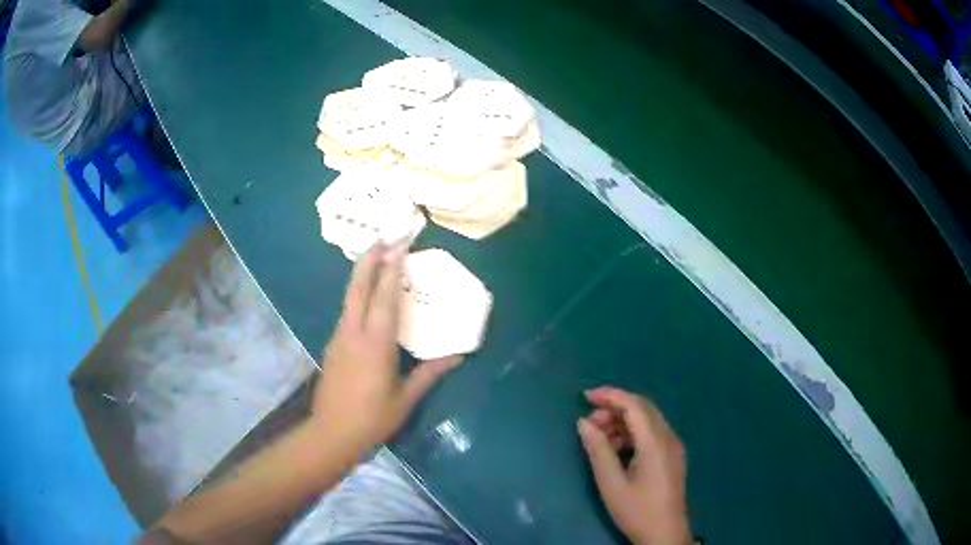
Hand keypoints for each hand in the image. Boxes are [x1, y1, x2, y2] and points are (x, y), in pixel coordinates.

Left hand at [312, 241, 462, 457]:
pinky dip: (358, 295)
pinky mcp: (333, 346)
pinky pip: (347, 312)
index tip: (400, 246)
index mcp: (375, 345)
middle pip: (358, 288)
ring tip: (376, 259)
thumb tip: (457, 356)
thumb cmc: (372, 419)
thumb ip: (429, 374)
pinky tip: (367, 297)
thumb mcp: (405, 399)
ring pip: (349, 298)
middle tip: (383, 238)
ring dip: (362, 275)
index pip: (384, 298)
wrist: (331, 434)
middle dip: (370, 260)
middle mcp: (354, 333)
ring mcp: (339, 338)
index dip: (392, 270)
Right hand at [578, 387, 691, 544]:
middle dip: (615, 408)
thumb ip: (598, 450)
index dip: (610, 396)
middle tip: (589, 422)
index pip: (634, 405)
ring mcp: (673, 446)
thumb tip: (583, 422)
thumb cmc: (636, 510)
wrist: (664, 534)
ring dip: (623, 422)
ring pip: (648, 420)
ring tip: (599, 438)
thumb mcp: (611, 483)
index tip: (585, 396)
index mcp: (656, 442)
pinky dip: (633, 433)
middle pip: (643, 409)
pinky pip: (653, 433)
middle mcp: (669, 437)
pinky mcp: (673, 456)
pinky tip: (617, 449)